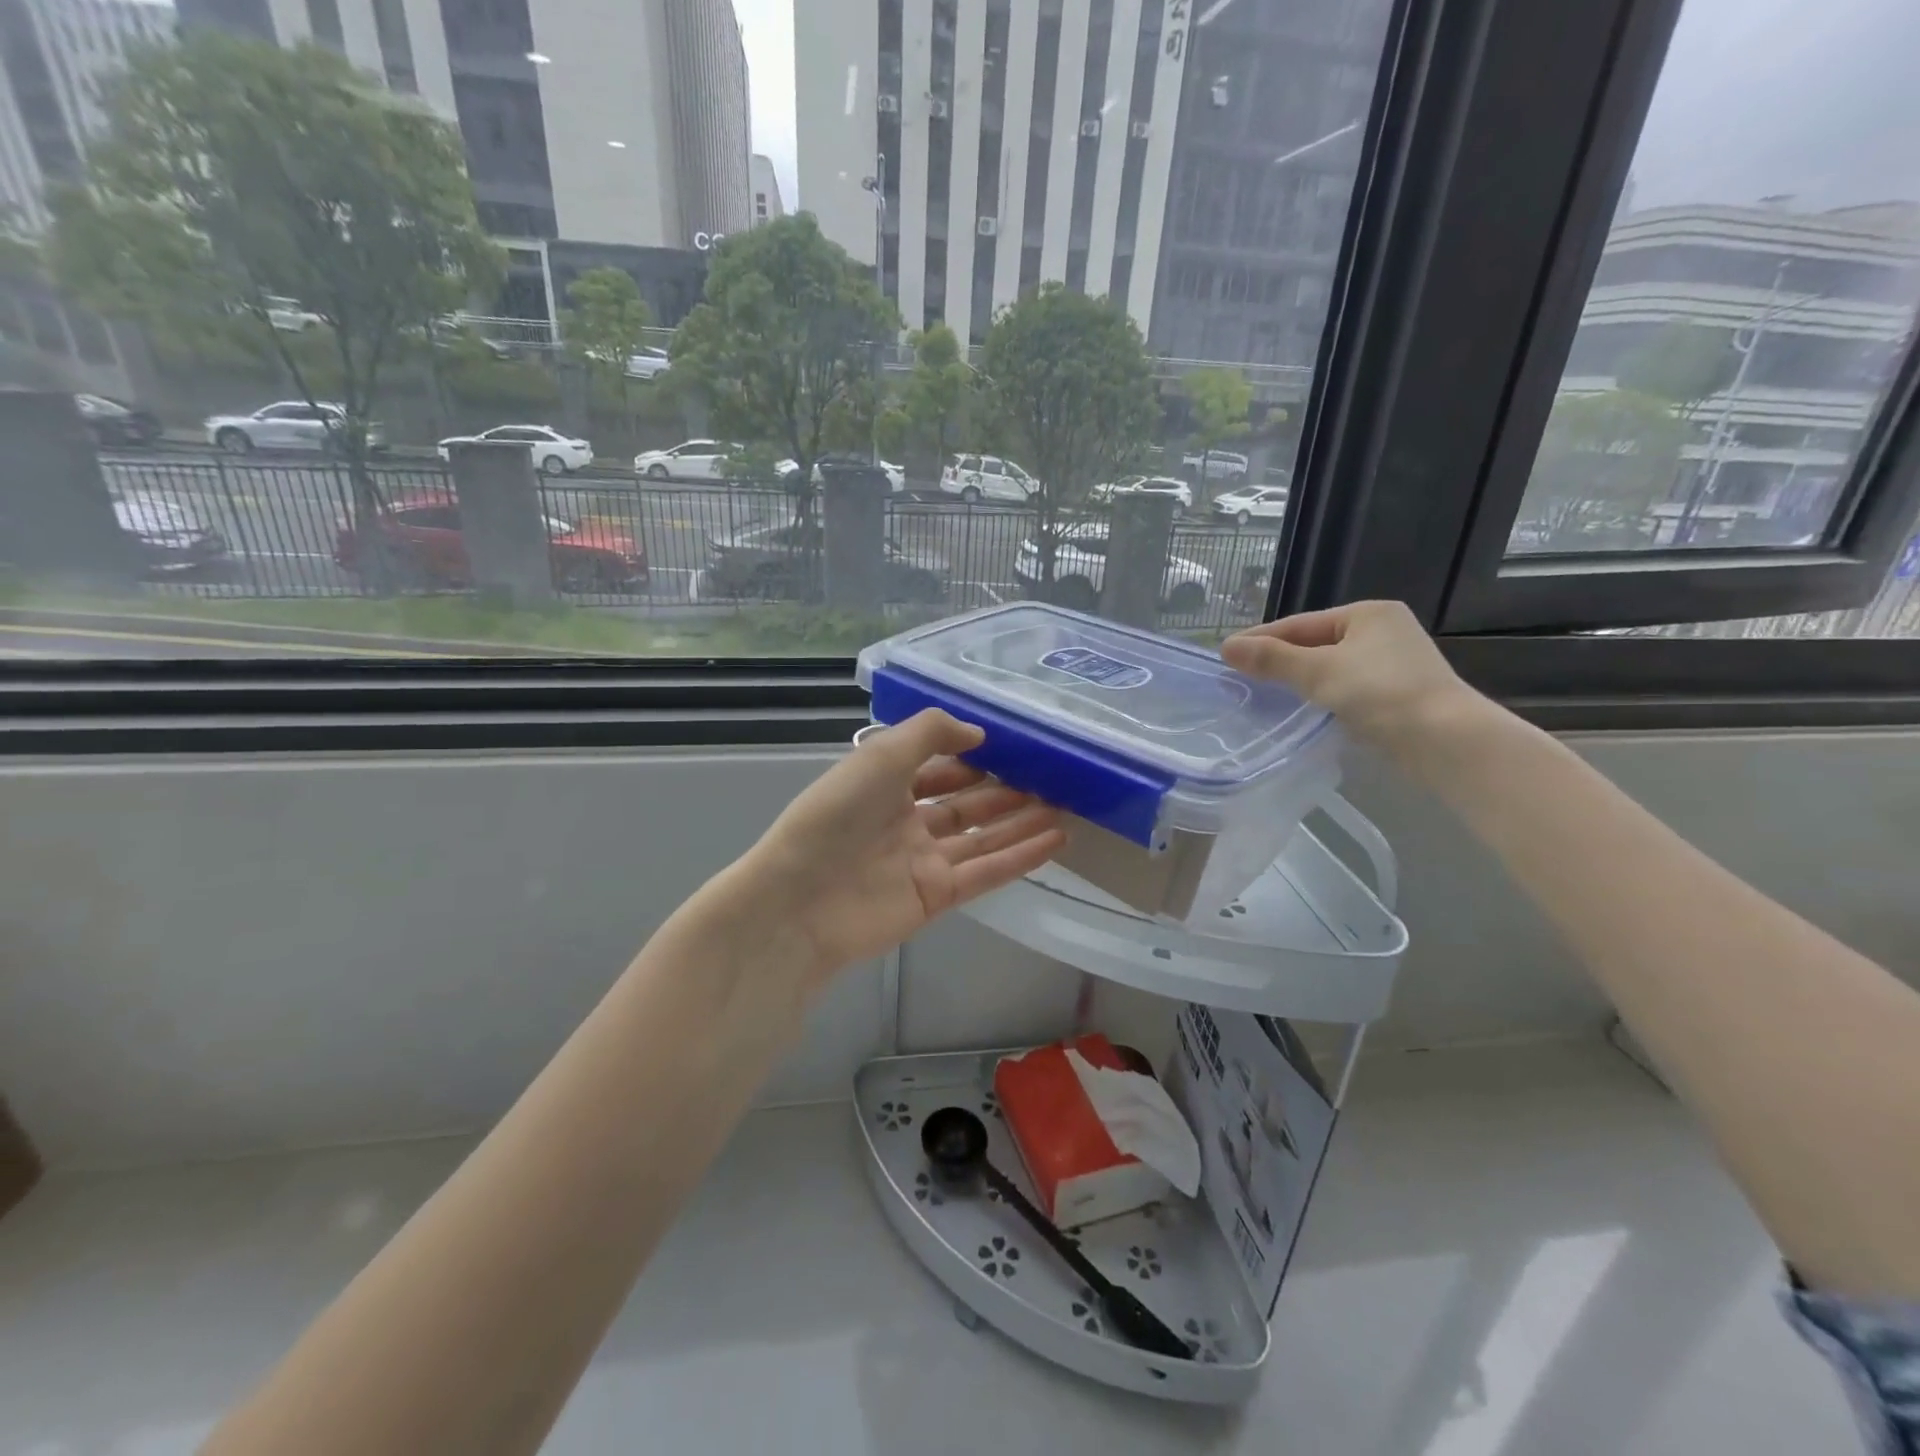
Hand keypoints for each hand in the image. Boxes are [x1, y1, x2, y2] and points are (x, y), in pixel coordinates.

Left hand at [736, 710, 1065, 988]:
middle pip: (964, 805)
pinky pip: (986, 872)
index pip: (935, 768)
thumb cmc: (836, 816)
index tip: (1011, 748)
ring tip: (1065, 807)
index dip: (970, 758)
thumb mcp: (881, 755)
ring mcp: (922, 862)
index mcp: (885, 786)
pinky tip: (1056, 840)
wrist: (800, 900)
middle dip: (1003, 792)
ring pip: (982, 838)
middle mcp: (905, 822)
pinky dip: (1021, 857)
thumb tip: (978, 733)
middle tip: (1049, 779)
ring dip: (1021, 823)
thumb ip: (930, 733)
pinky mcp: (936, 897)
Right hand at [1221, 601, 1483, 766]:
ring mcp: (1394, 663)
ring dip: (1298, 679)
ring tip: (1263, 693)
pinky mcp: (1398, 693)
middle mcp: (1383, 630)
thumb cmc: (1381, 694)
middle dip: (1278, 659)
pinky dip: (1321, 694)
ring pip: (1330, 666)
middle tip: (1240, 675)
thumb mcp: (1318, 672)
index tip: (1226, 654)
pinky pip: (1346, 687)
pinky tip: (1302, 709)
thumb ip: (1272, 659)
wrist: (1446, 740)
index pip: (1299, 624)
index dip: (1261, 639)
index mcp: (1367, 613)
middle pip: (1314, 643)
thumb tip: (1226, 647)